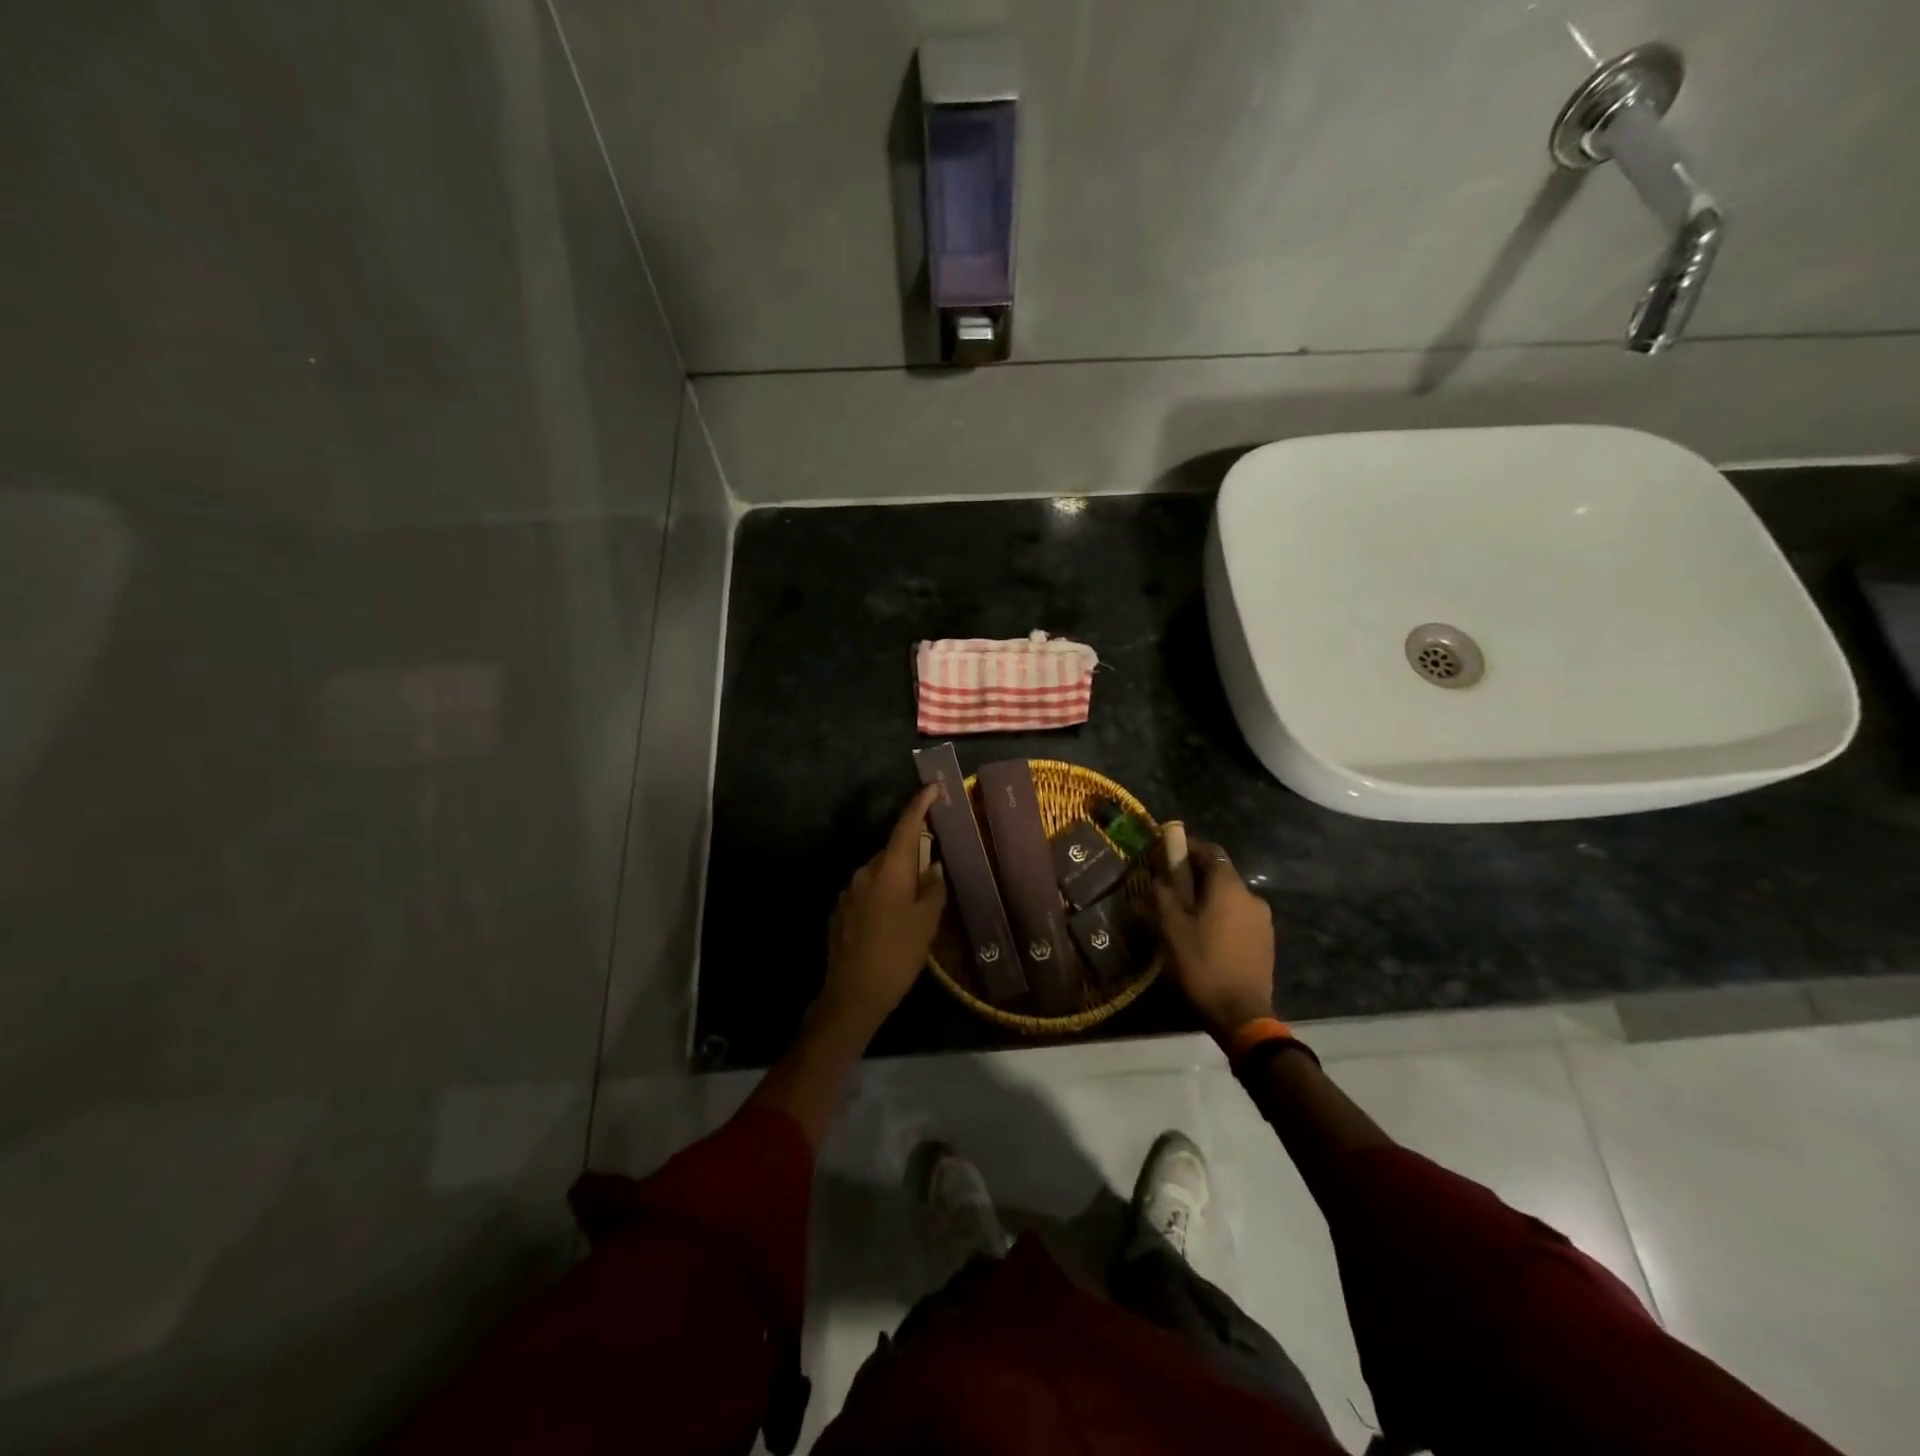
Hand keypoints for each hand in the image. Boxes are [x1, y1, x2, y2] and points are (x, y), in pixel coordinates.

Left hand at [817, 785, 947, 1038]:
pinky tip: (892, 921)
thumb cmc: (897, 955)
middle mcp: (865, 873)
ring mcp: (848, 892)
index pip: (906, 826)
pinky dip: (882, 896)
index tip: (933, 787)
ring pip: (879, 874)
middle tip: (933, 867)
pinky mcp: (840, 912)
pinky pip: (867, 893)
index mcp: (889, 870)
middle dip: (912, 853)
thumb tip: (934, 866)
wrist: (852, 996)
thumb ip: (933, 889)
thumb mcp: (927, 923)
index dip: (920, 804)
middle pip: (892, 851)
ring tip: (915, 903)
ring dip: (897, 879)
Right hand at [1152, 839, 1275, 1040]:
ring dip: (1209, 898)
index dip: (1188, 847)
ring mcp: (1263, 920)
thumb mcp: (1172, 928)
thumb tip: (1158, 875)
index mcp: (1229, 887)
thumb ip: (1164, 894)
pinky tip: (1206, 934)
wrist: (1241, 1014)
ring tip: (1186, 914)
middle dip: (1196, 876)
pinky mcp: (1266, 940)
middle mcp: (1251, 896)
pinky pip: (1239, 916)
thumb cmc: (1202, 964)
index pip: (1211, 852)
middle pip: (1221, 874)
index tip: (1167, 851)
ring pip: (1230, 897)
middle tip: (1170, 887)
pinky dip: (1222, 916)